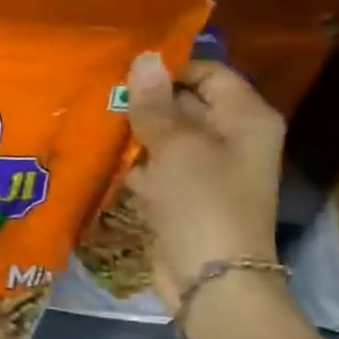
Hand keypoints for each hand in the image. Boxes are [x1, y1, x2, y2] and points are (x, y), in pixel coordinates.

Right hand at [124, 55, 283, 311]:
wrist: (211, 280)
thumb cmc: (203, 203)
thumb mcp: (177, 147)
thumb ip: (156, 104)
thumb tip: (144, 58)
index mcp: (245, 119)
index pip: (210, 73)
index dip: (171, 68)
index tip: (126, 67)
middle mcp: (230, 139)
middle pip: (186, 104)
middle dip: (146, 99)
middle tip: (101, 89)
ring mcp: (205, 171)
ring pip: (166, 138)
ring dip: (134, 130)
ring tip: (93, 115)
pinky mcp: (182, 197)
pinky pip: (156, 168)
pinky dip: (133, 162)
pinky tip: (100, 153)